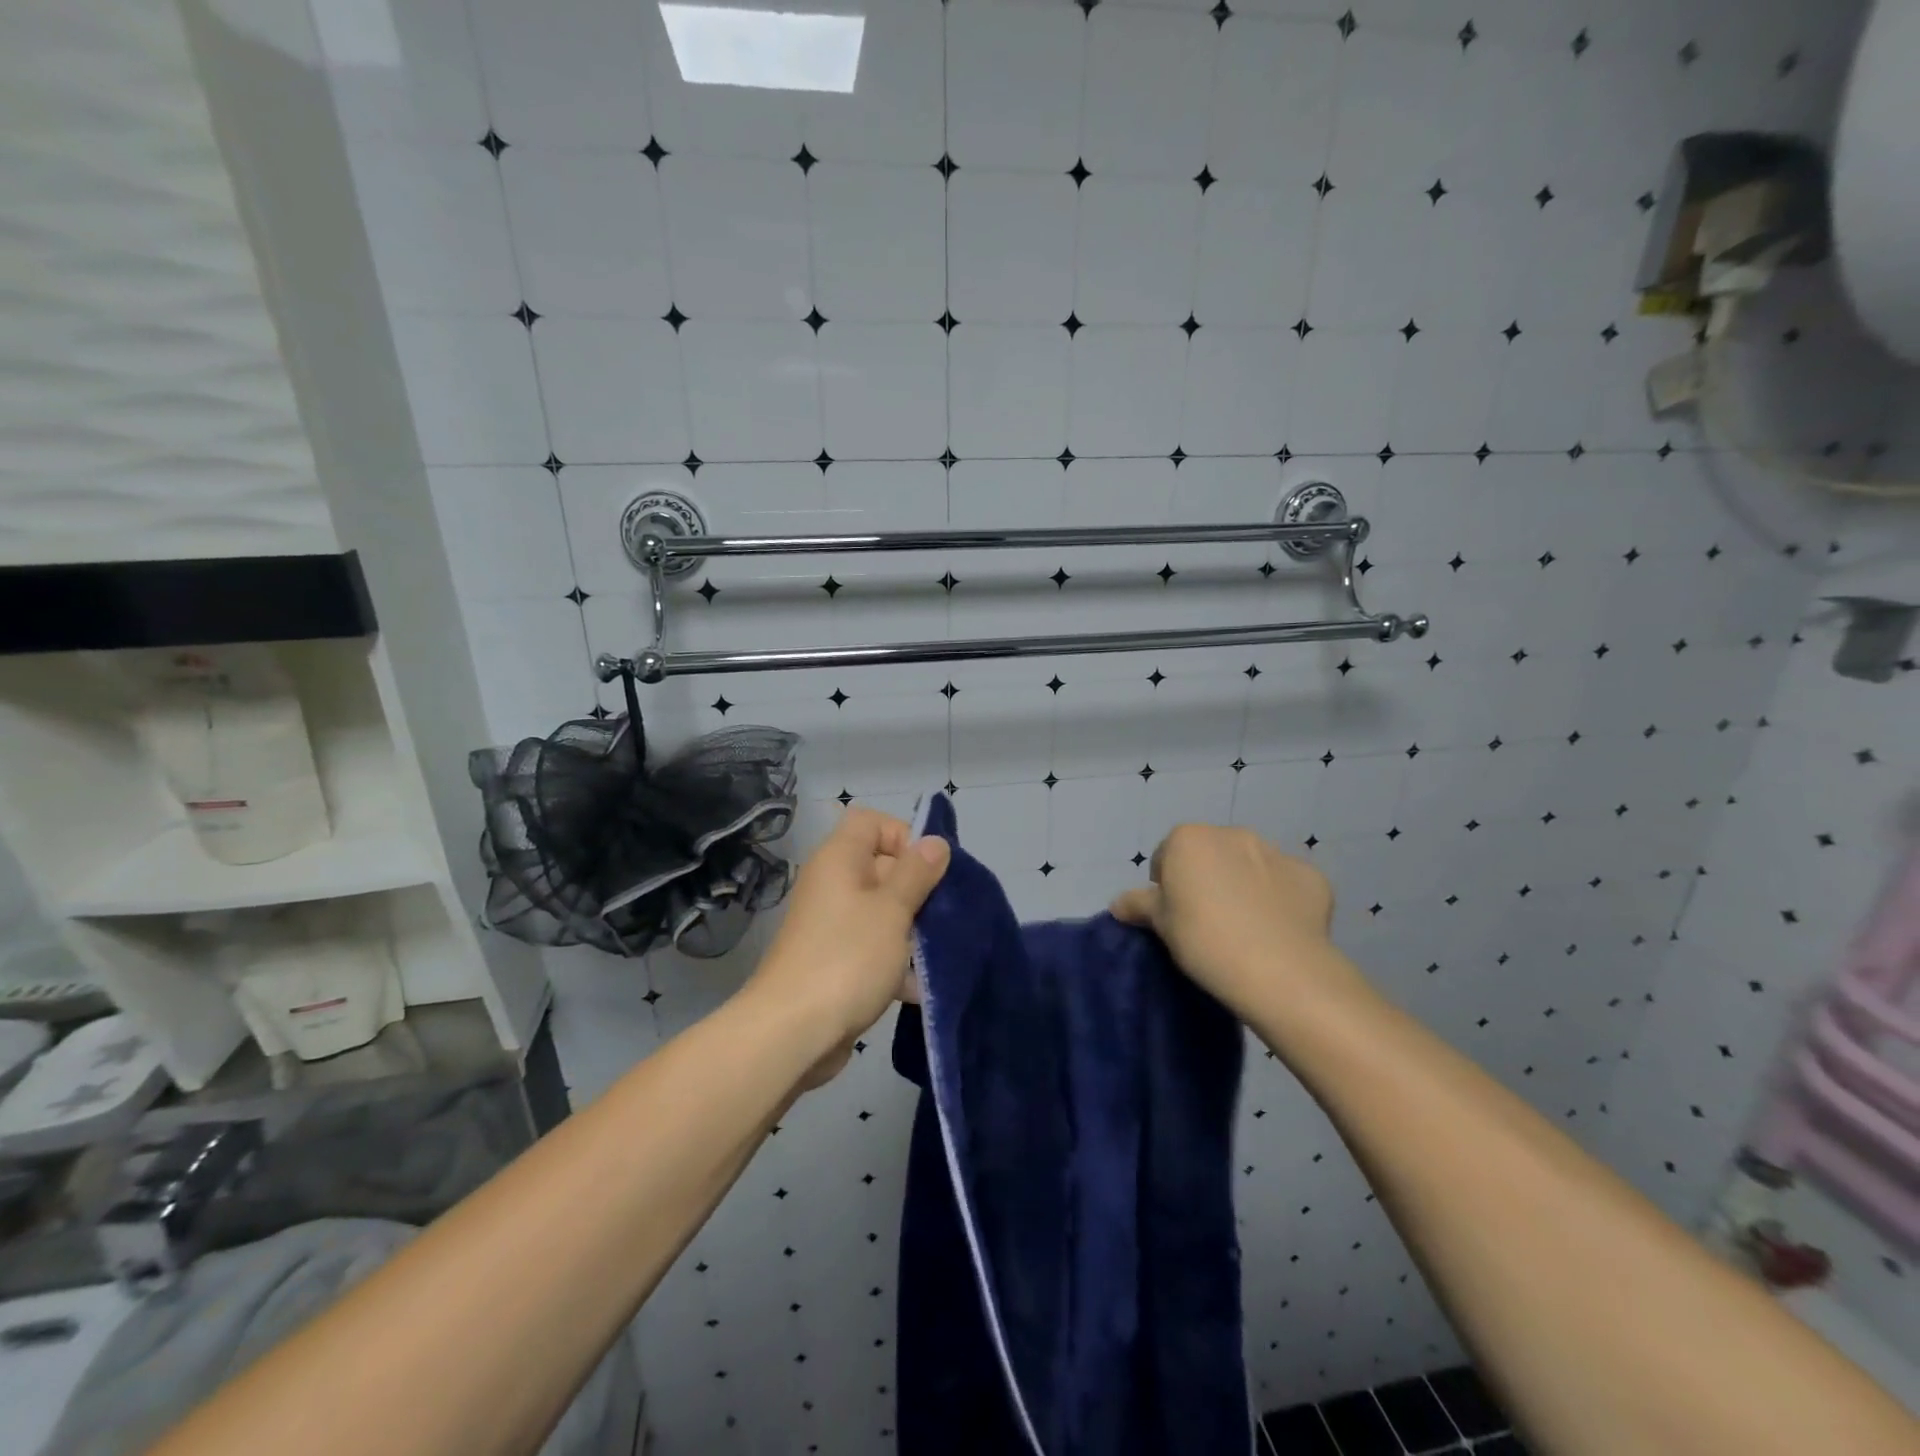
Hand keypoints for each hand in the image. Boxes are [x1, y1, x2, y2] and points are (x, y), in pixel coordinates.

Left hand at [750, 808, 949, 1079]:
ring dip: (912, 930)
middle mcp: (833, 885)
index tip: (929, 870)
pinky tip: (919, 988)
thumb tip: (935, 842)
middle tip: (944, 916)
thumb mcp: (892, 910)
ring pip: (882, 912)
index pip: (872, 822)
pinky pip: (872, 948)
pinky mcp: (835, 963)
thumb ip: (917, 874)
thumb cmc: (846, 958)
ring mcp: (832, 926)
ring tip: (939, 954)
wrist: (792, 1033)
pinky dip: (895, 962)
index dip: (903, 836)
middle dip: (918, 890)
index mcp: (840, 860)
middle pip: (883, 868)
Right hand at [1110, 824, 1348, 1022]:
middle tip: (1208, 921)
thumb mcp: (1161, 925)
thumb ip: (1139, 905)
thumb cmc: (1205, 941)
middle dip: (1207, 877)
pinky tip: (1279, 930)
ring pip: (1250, 865)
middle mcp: (1232, 834)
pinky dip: (1281, 899)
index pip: (1168, 855)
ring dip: (1244, 884)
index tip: (1175, 915)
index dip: (1168, 884)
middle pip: (1210, 854)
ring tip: (1246, 927)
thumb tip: (1119, 902)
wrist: (1280, 970)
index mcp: (1189, 839)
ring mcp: (1276, 852)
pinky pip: (1286, 884)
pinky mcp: (1311, 876)